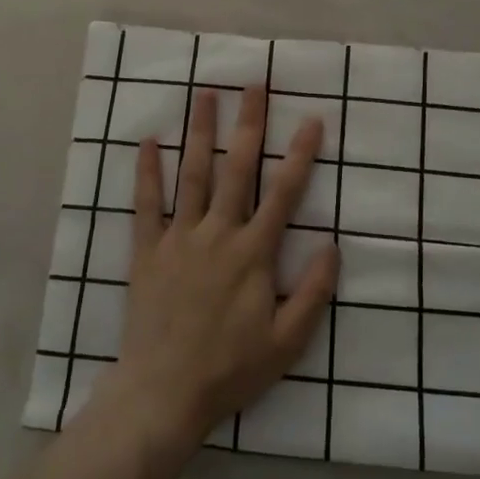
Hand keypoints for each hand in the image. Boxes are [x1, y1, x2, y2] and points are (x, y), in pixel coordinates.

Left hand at [96, 86, 338, 451]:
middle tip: (254, 85)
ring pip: (192, 174)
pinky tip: (147, 142)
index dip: (300, 155)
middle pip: (237, 169)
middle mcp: (218, 233)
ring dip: (200, 133)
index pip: (283, 193)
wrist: (164, 393)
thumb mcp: (287, 343)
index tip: (312, 119)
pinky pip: (146, 205)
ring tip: (205, 94)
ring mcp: (179, 238)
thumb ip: (313, 293)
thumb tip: (333, 245)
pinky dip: (147, 173)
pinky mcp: (148, 251)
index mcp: (253, 253)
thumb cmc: (230, 369)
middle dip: (249, 124)